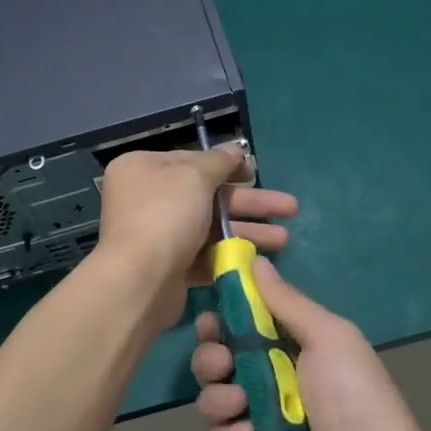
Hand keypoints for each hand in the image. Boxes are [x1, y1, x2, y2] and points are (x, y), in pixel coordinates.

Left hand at [93, 144, 297, 325]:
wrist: (140, 281)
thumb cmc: (165, 215)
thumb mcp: (194, 176)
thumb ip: (218, 162)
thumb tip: (235, 150)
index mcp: (143, 169)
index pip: (191, 160)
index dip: (226, 165)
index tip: (255, 171)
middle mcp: (147, 199)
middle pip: (207, 195)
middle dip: (249, 202)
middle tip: (290, 207)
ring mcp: (158, 235)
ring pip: (211, 227)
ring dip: (247, 231)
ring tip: (284, 239)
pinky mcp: (170, 267)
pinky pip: (205, 255)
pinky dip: (231, 255)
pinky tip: (261, 259)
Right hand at [192, 258, 430, 430]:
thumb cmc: (354, 398)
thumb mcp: (328, 336)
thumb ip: (286, 301)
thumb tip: (255, 261)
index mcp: (291, 357)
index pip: (243, 332)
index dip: (222, 323)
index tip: (210, 318)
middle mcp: (270, 391)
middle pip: (218, 365)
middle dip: (210, 358)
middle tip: (221, 361)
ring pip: (212, 402)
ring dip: (218, 397)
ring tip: (240, 402)